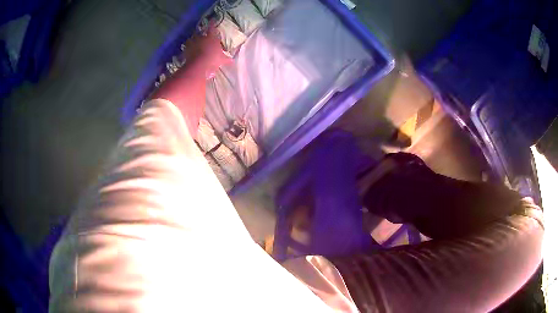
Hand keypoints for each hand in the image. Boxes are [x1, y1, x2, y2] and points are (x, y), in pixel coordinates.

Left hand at [182, 26, 230, 76]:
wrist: (198, 65)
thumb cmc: (212, 59)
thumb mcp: (222, 60)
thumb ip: (226, 59)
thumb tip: (232, 60)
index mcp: (211, 37)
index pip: (212, 27)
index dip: (212, 23)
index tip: (212, 19)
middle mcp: (201, 38)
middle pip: (199, 32)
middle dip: (200, 32)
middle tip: (201, 33)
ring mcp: (192, 43)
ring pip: (191, 38)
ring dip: (192, 39)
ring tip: (192, 41)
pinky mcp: (186, 50)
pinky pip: (186, 47)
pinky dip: (187, 48)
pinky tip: (187, 50)